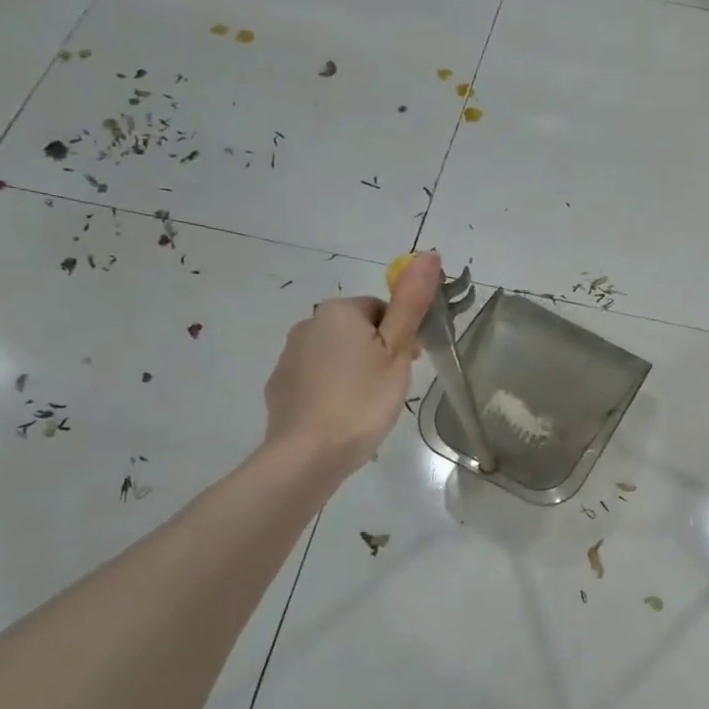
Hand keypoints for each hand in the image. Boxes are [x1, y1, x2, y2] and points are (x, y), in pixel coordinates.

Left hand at [261, 252, 441, 472]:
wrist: (308, 454)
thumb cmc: (362, 399)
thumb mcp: (397, 350)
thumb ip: (411, 302)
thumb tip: (428, 254)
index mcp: (338, 311)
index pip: (382, 310)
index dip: (401, 337)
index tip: (409, 366)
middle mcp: (307, 324)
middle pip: (358, 331)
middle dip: (378, 354)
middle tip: (391, 389)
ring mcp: (288, 356)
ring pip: (337, 356)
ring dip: (355, 372)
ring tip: (368, 407)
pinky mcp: (280, 386)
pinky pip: (316, 379)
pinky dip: (332, 391)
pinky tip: (343, 417)